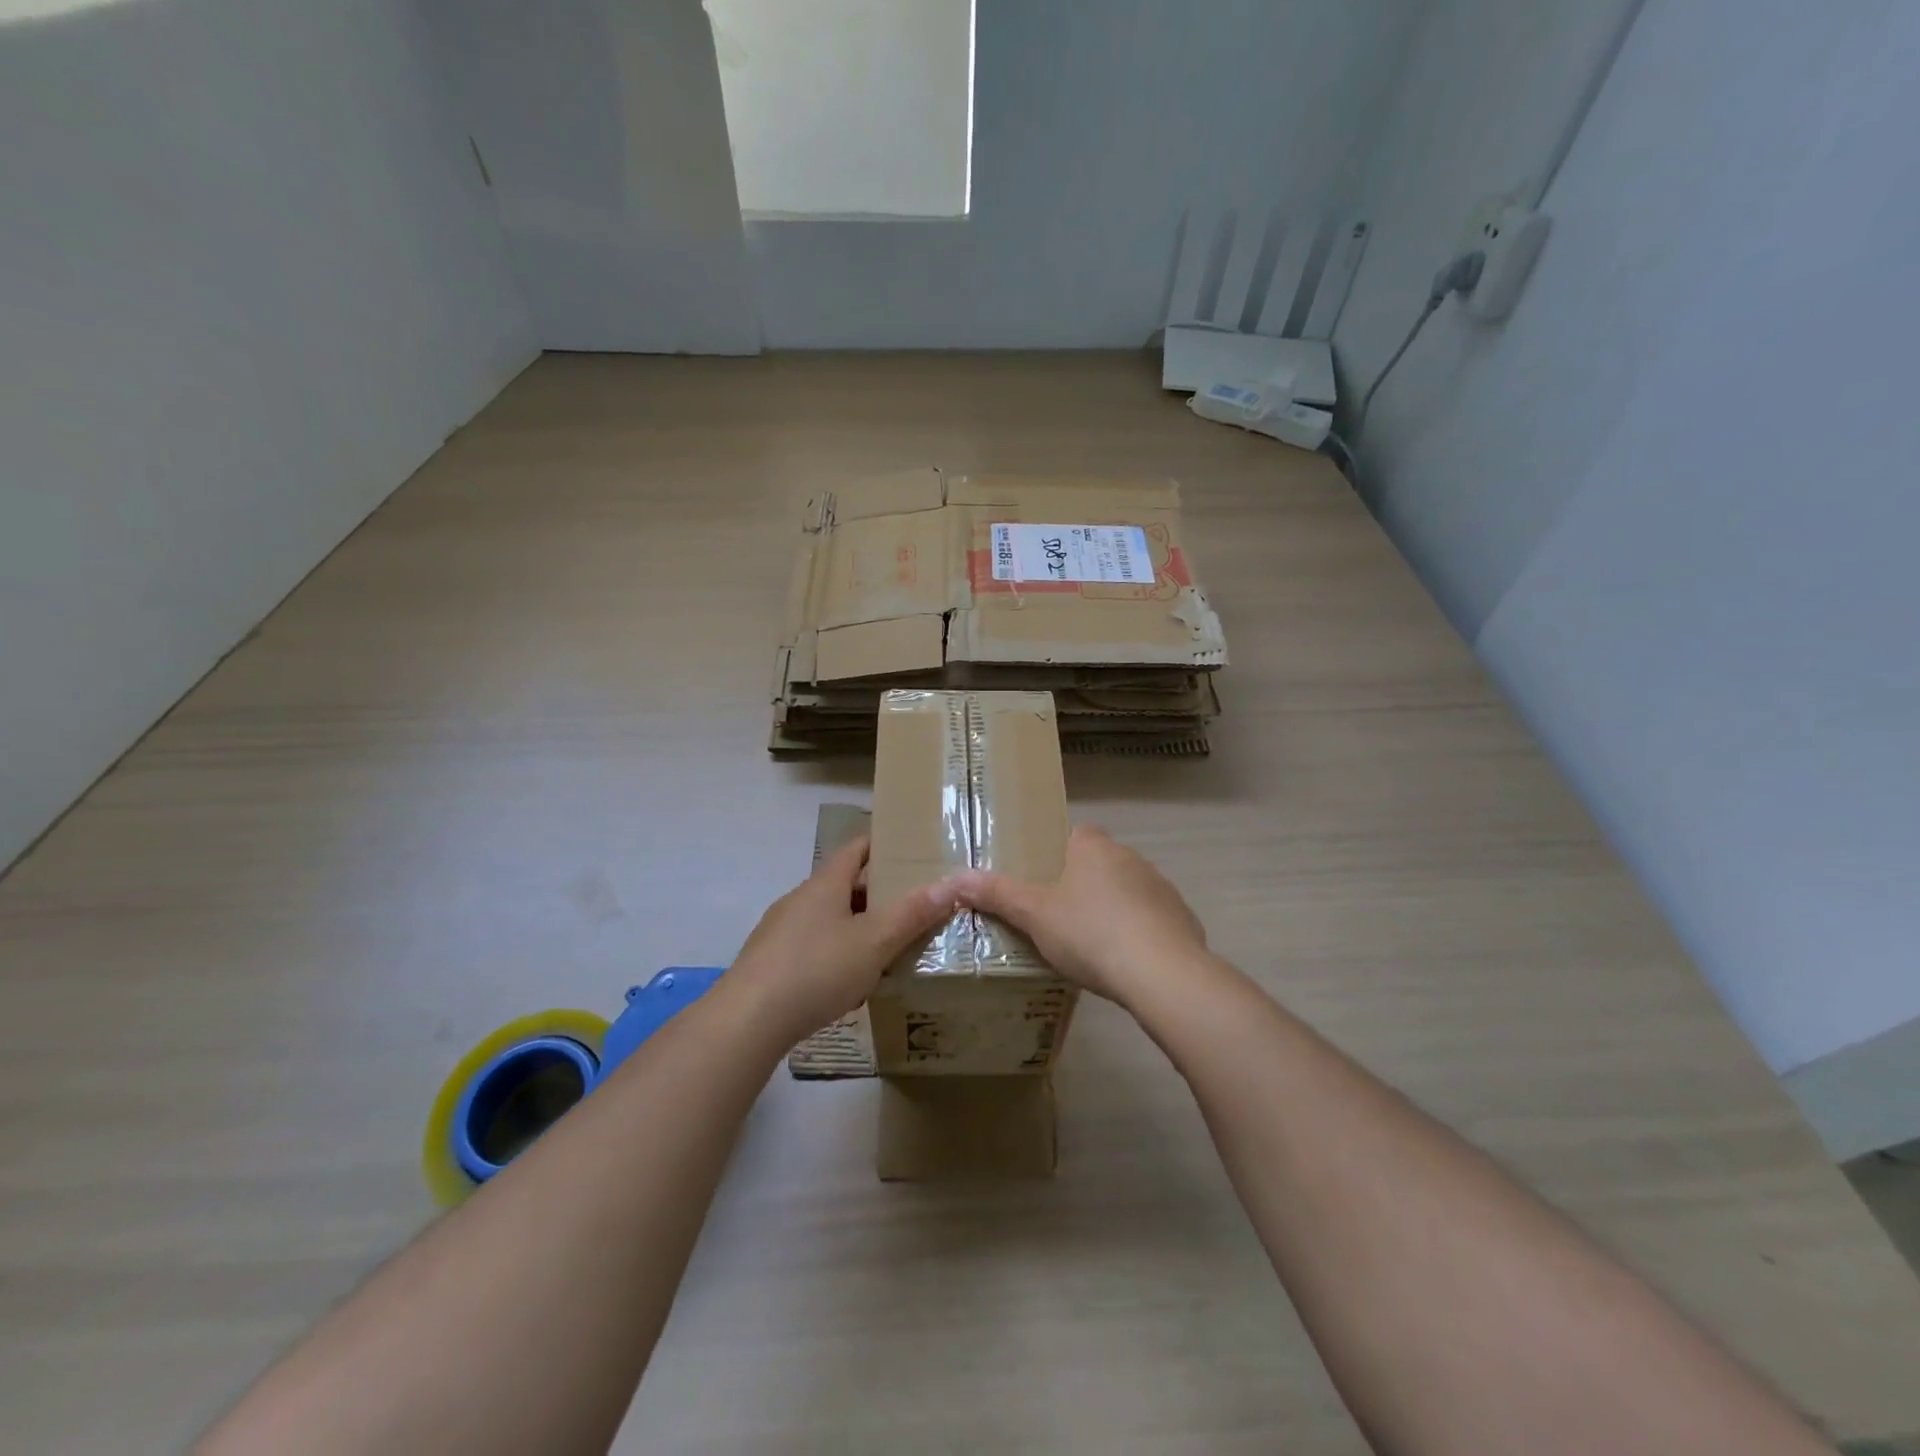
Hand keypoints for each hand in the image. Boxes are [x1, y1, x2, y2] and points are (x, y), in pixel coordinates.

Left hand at [726, 836, 960, 1042]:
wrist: (748, 1020)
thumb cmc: (816, 969)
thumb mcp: (874, 942)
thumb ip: (912, 914)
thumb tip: (952, 884)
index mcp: (825, 884)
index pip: (856, 848)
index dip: (882, 844)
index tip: (911, 849)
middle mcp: (800, 899)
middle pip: (843, 884)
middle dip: (876, 893)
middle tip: (912, 905)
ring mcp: (780, 931)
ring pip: (828, 918)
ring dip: (856, 926)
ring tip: (888, 946)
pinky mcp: (769, 962)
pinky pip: (812, 946)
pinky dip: (835, 953)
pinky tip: (849, 982)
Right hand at [952, 826, 1210, 1009]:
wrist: (1161, 972)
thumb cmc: (1090, 933)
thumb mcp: (1035, 915)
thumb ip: (998, 894)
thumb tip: (955, 877)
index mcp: (1094, 848)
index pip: (1077, 834)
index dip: (1061, 853)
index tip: (1046, 880)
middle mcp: (1131, 858)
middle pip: (1103, 863)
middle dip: (1085, 884)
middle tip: (1060, 917)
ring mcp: (1162, 888)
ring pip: (1130, 891)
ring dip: (1115, 909)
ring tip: (1093, 945)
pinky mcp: (1183, 919)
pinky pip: (1154, 921)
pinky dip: (1141, 934)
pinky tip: (1128, 963)